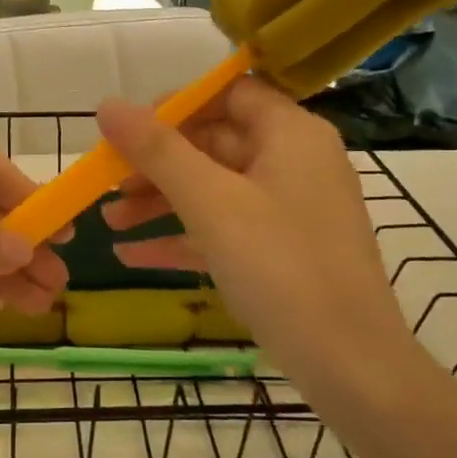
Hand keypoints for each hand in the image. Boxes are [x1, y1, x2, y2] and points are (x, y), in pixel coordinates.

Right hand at [96, 78, 415, 380]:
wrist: (350, 365)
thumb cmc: (281, 268)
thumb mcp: (211, 203)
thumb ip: (158, 150)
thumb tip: (108, 105)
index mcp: (290, 134)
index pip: (228, 92)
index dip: (175, 105)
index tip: (127, 129)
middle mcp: (294, 161)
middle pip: (214, 142)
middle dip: (155, 163)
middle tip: (106, 183)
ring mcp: (289, 209)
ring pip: (213, 188)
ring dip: (160, 202)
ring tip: (108, 222)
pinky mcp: (282, 250)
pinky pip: (223, 228)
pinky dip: (182, 236)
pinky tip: (131, 255)